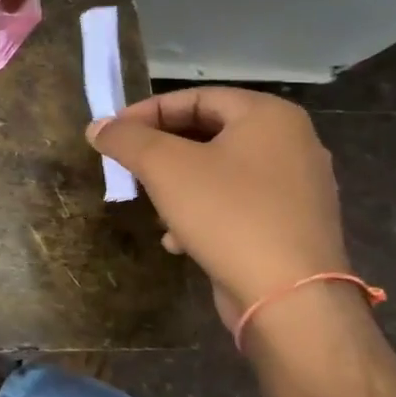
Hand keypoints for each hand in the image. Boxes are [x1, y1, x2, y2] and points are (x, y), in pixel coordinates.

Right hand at [86, 87, 348, 333]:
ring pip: (219, 171)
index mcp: (269, 116)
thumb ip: (126, 139)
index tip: (113, 134)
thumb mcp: (164, 166)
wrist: (290, 298)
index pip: (195, 98)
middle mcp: (292, 143)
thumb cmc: (228, 214)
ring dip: (177, 183)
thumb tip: (97, 126)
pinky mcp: (293, 226)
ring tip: (148, 203)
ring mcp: (298, 187)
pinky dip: (203, 211)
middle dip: (161, 151)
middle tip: (127, 166)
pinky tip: (177, 238)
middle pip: (208, 132)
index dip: (147, 112)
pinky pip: (237, 203)